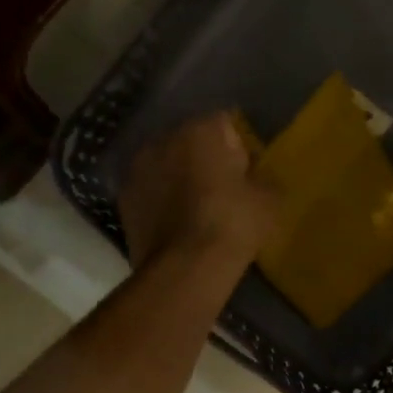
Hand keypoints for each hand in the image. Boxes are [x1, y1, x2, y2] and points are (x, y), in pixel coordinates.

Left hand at [118, 112, 280, 270]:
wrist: (185, 268)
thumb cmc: (232, 224)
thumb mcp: (269, 200)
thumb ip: (263, 178)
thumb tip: (255, 179)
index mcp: (200, 130)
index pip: (225, 124)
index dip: (238, 147)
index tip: (246, 173)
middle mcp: (163, 139)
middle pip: (191, 141)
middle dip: (205, 159)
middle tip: (222, 190)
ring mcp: (137, 168)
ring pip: (166, 165)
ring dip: (179, 178)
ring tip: (196, 209)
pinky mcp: (123, 198)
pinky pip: (150, 191)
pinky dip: (160, 200)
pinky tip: (176, 224)